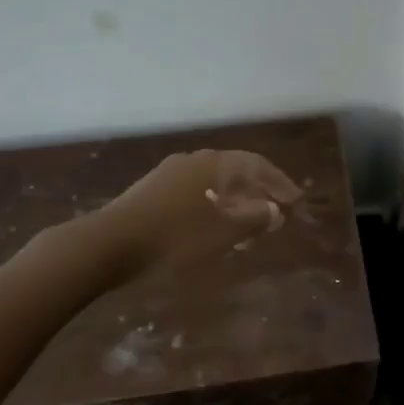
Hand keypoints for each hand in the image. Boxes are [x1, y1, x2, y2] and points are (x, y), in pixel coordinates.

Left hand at [98, 149, 303, 275]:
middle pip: (234, 172)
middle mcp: (194, 160)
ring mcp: (169, 174)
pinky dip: (212, 206)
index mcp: (214, 164)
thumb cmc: (174, 237)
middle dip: (256, 192)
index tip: (295, 201)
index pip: (257, 165)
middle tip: (274, 212)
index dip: (279, 182)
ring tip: (246, 225)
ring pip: (213, 183)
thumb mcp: (222, 232)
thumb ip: (253, 219)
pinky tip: (211, 227)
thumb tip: (275, 210)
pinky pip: (194, 193)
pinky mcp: (151, 192)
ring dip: (234, 201)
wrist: (108, 244)